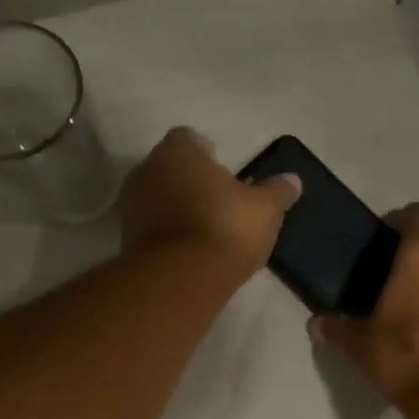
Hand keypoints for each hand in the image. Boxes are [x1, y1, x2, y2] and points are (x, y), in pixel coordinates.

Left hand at [120, 128, 299, 278]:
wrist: (181, 279)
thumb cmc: (225, 229)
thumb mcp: (265, 210)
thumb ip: (278, 192)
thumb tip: (293, 180)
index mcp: (178, 152)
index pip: (189, 138)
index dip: (207, 153)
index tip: (224, 173)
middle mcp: (147, 170)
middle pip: (170, 168)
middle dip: (190, 180)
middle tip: (217, 201)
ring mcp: (132, 206)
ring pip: (157, 197)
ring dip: (176, 207)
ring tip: (203, 229)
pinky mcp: (126, 240)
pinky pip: (151, 227)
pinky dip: (166, 233)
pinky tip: (188, 250)